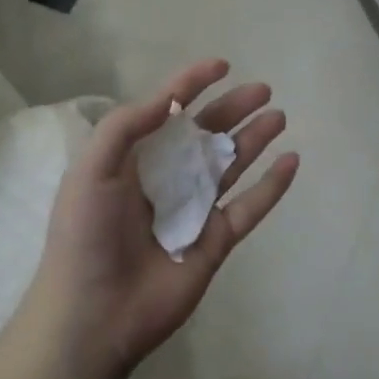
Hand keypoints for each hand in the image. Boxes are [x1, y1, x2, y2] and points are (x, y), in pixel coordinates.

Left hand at [30, 59, 298, 378]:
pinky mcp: (215, 241)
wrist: (93, 314)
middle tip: (263, 90)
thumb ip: (128, 126)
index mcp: (134, 160)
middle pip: (207, 135)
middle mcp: (166, 180)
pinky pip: (249, 208)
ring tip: (279, 116)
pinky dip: (272, 186)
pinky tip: (292, 161)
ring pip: (232, 165)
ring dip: (255, 139)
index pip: (168, 113)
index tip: (221, 64)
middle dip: (233, 109)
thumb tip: (169, 97)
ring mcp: (193, 211)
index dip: (191, 85)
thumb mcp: (92, 169)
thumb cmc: (86, 235)